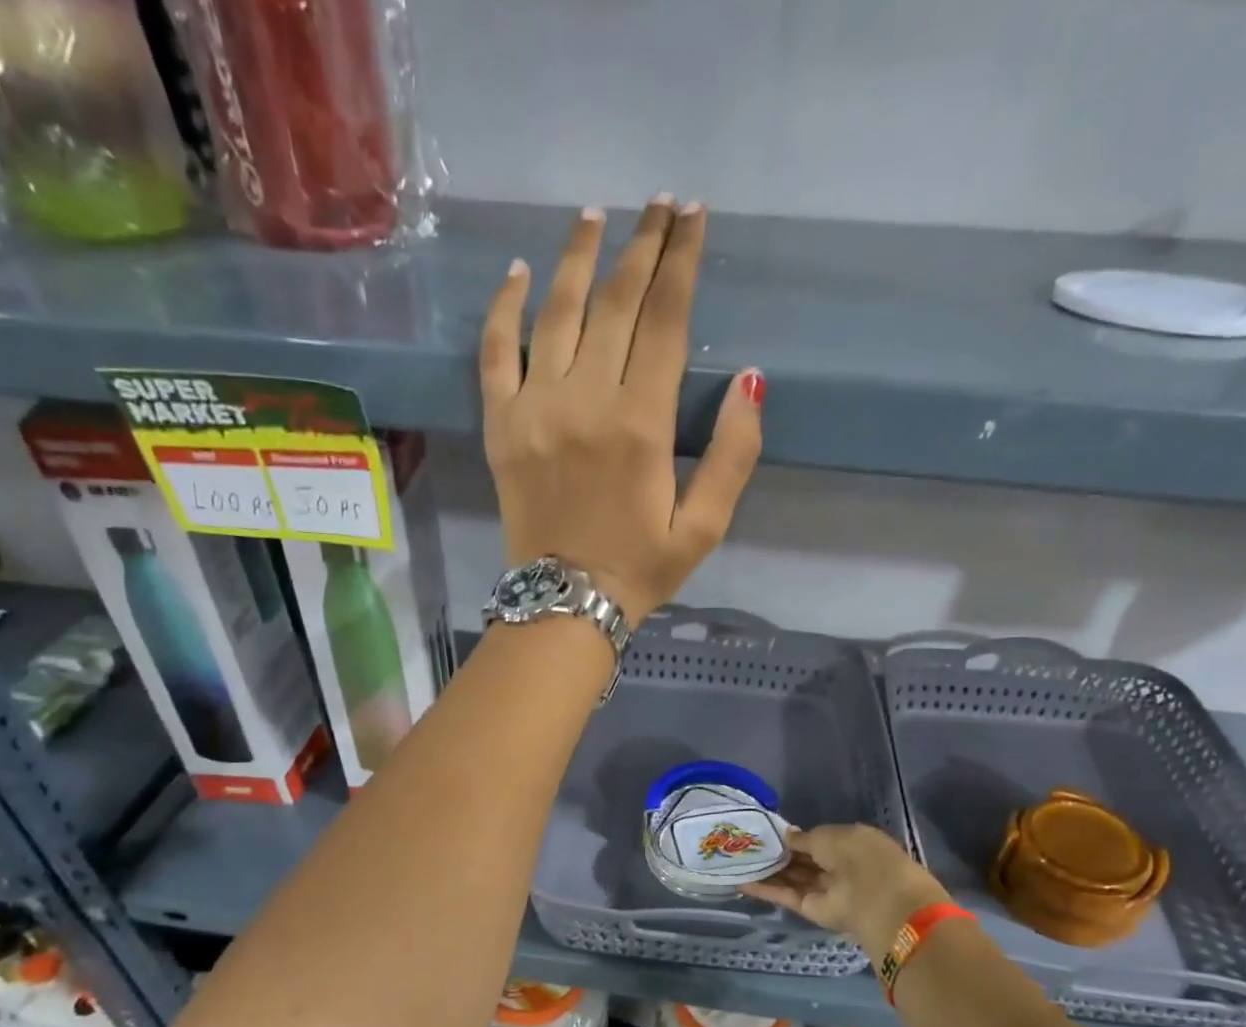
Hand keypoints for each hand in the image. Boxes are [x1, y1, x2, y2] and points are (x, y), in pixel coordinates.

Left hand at [479, 197, 764, 622]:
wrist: (564, 603)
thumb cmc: (640, 569)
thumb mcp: (704, 526)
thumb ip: (733, 455)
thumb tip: (749, 381)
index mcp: (641, 424)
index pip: (666, 321)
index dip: (682, 263)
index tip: (693, 218)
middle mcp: (586, 400)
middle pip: (615, 303)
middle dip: (642, 246)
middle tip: (658, 204)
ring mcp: (535, 408)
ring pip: (557, 312)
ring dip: (579, 256)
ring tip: (596, 214)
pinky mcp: (501, 425)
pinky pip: (495, 352)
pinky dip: (505, 308)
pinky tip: (520, 273)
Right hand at [743, 825, 947, 962]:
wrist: (877, 898)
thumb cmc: (859, 855)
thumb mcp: (828, 835)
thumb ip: (804, 838)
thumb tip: (787, 836)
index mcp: (850, 843)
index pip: (817, 840)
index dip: (794, 837)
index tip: (768, 833)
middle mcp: (838, 866)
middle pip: (803, 861)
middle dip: (778, 854)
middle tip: (746, 845)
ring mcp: (824, 890)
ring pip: (792, 879)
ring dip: (768, 871)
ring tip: (737, 861)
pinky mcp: (812, 910)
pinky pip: (786, 896)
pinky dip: (765, 890)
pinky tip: (741, 882)